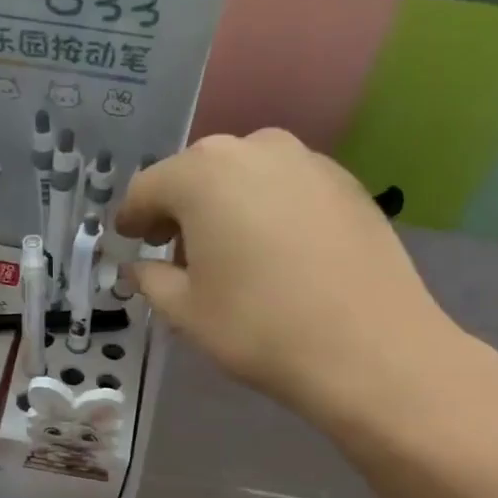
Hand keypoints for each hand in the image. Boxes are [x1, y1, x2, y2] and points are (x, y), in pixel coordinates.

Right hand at [116, 129, 497, 457]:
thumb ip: (151, 280)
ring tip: (227, 253)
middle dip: (179, 210)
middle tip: (174, 253)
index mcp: (202, 174)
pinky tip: (276, 252)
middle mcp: (254, 148)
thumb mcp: (186, 311)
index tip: (127, 241)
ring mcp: (307, 160)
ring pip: (244, 175)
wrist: (370, 348)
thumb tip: (139, 267)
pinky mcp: (346, 182)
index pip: (148, 188)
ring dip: (224, 206)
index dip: (131, 218)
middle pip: (197, 174)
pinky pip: (286, 187)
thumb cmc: (259, 327)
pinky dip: (267, 209)